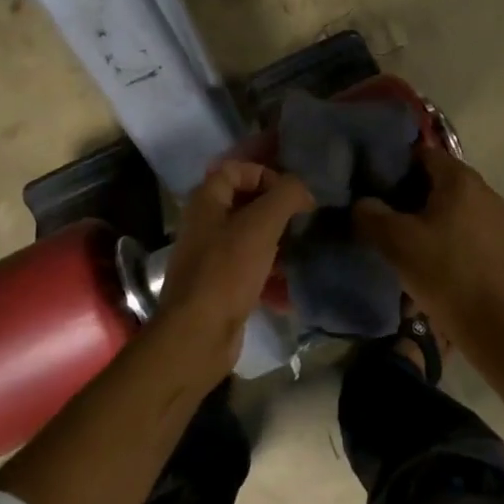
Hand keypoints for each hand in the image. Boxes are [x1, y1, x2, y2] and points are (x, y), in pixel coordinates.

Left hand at [151, 160, 314, 382]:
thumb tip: (303, 190)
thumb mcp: (261, 225)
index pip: (235, 169)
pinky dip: (271, 278)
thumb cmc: (228, 271)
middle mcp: (205, 226)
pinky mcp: (221, 288)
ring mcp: (212, 258)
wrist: (198, 334)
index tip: (292, 194)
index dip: (265, 174)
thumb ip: (285, 196)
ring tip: (304, 254)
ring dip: (279, 246)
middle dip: (278, 212)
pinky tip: (291, 292)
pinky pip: (251, 272)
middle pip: (246, 205)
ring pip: (252, 240)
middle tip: (304, 222)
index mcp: (206, 202)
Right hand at [353, 147, 503, 347]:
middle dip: (408, 192)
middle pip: (438, 178)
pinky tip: (427, 255)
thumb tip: (361, 203)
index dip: (395, 166)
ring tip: (400, 236)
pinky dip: (443, 231)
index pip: (423, 153)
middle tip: (381, 211)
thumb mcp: (396, 242)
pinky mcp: (499, 243)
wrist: (493, 323)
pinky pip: (464, 224)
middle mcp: (483, 190)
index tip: (373, 185)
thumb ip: (370, 214)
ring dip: (425, 214)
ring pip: (451, 204)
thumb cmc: (444, 273)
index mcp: (461, 179)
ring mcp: (496, 217)